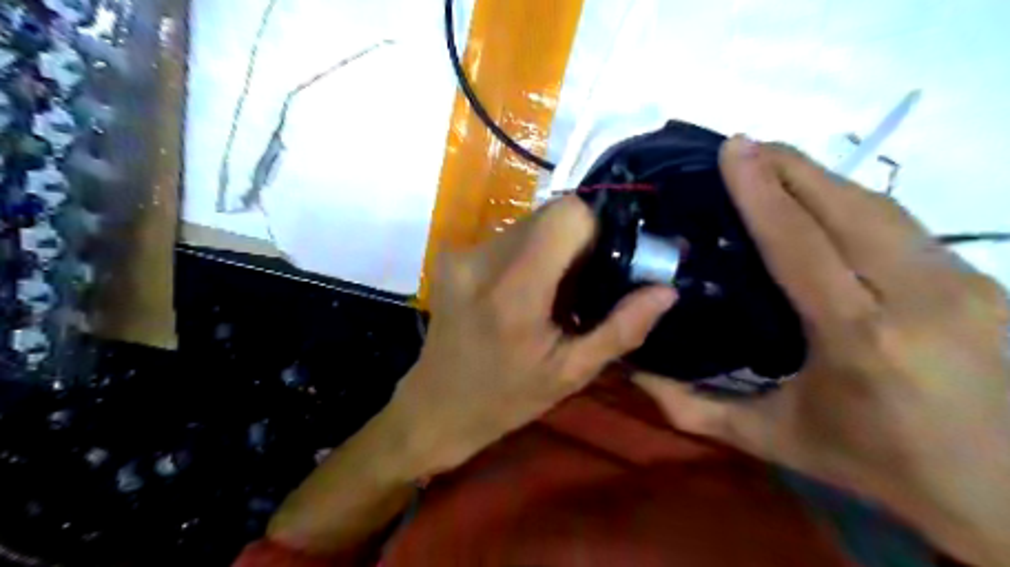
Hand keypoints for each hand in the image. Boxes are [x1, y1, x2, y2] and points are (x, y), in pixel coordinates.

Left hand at [391, 197, 672, 473]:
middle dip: (576, 240)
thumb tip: (666, 290)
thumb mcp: (571, 374)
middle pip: (549, 214)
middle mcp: (483, 259)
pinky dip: (527, 252)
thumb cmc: (506, 399)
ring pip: (529, 222)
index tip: (604, 262)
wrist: (436, 407)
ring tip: (552, 292)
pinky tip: (524, 290)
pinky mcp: (451, 254)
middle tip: (582, 284)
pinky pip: (507, 236)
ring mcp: (462, 253)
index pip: (567, 215)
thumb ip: (621, 329)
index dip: (595, 229)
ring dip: (551, 246)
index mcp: (515, 291)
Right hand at [637, 140, 1008, 563]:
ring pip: (881, 207)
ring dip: (822, 177)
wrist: (999, 493)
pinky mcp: (980, 282)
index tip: (733, 149)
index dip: (762, 192)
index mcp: (858, 340)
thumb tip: (633, 374)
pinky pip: (903, 225)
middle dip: (791, 167)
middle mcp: (917, 300)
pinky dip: (854, 200)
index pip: (801, 244)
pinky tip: (823, 196)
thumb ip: (693, 409)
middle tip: (745, 145)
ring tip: (775, 161)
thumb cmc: (869, 462)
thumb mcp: (771, 438)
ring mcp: (961, 285)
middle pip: (847, 208)